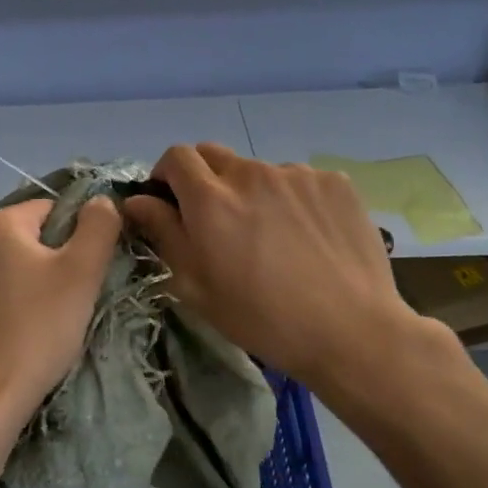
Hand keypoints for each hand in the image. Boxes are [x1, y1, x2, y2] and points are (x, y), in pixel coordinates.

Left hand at [0, 196, 121, 442]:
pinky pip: (9, 288)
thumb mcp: (80, 272)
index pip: (55, 208)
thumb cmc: (37, 327)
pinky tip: (38, 328)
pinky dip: (28, 302)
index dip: (82, 235)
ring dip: (49, 284)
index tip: (93, 270)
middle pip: (39, 236)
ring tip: (61, 315)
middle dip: (65, 260)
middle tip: (80, 295)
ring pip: (26, 265)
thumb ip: (98, 227)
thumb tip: (102, 200)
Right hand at [123, 143, 442, 395]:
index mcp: (211, 200)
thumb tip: (136, 200)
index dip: (167, 174)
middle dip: (204, 179)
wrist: (350, 332)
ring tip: (272, 235)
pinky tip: (307, 236)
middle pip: (214, 155)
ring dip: (252, 192)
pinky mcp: (335, 182)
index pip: (176, 156)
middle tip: (217, 220)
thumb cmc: (260, 318)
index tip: (171, 200)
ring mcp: (297, 174)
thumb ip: (163, 233)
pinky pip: (299, 181)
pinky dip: (292, 200)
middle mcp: (251, 173)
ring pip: (259, 171)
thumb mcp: (195, 286)